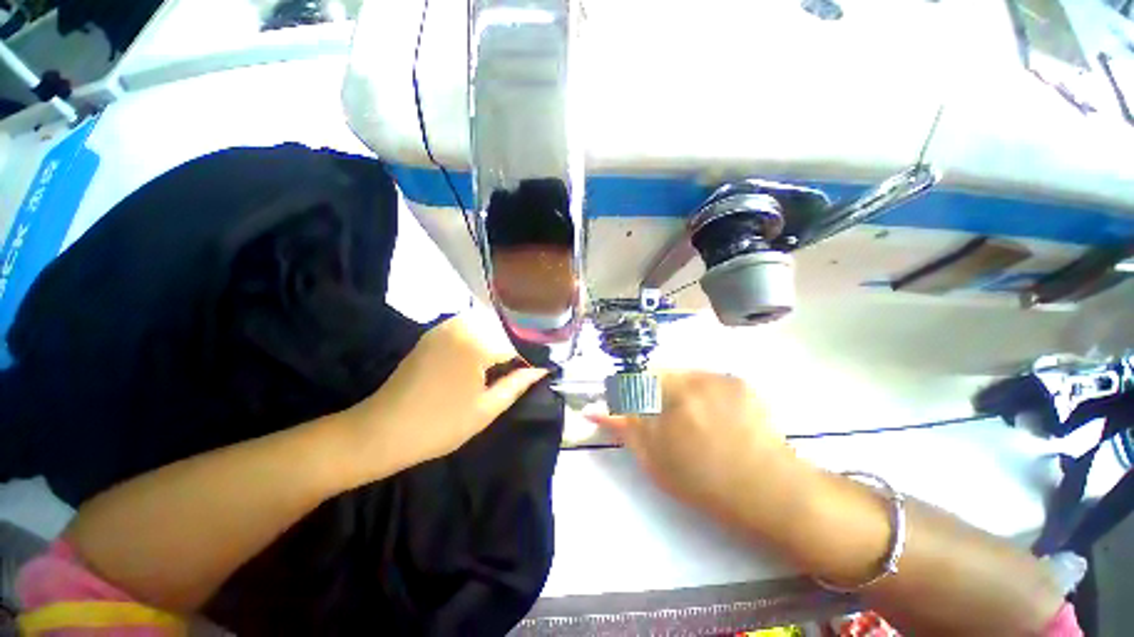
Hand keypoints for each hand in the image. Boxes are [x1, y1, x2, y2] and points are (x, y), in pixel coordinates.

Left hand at [343, 315, 547, 480]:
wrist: (381, 431)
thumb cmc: (439, 425)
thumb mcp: (486, 409)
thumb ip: (518, 384)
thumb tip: (542, 369)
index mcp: (477, 342)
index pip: (519, 340)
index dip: (536, 353)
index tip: (547, 364)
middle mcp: (462, 324)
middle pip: (505, 325)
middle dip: (522, 341)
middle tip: (534, 361)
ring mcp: (446, 325)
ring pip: (489, 322)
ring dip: (504, 336)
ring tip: (516, 357)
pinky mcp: (435, 332)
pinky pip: (471, 325)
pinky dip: (486, 335)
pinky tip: (491, 352)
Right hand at [588, 371, 817, 533]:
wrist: (770, 490)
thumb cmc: (705, 483)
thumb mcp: (655, 460)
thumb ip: (624, 428)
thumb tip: (593, 410)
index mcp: (666, 399)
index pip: (632, 382)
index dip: (629, 395)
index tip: (632, 409)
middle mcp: (690, 379)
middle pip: (656, 374)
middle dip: (653, 392)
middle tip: (667, 420)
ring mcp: (717, 377)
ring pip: (681, 374)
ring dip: (677, 390)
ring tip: (693, 420)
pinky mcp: (737, 380)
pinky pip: (705, 378)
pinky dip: (701, 392)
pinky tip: (715, 416)